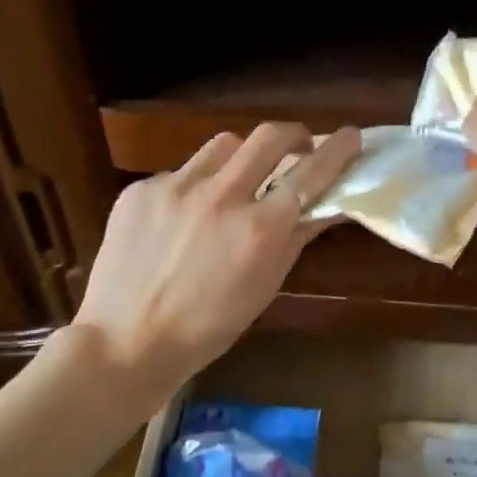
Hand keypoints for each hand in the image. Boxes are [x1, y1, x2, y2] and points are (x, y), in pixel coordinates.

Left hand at [72, 122, 363, 395]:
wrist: (126, 342)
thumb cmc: (208, 327)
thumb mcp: (264, 286)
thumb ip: (296, 237)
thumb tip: (327, 205)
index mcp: (259, 229)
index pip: (311, 172)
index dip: (337, 148)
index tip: (351, 135)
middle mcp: (221, 196)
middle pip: (269, 136)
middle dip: (293, 134)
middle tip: (297, 147)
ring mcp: (176, 187)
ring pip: (223, 146)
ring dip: (240, 158)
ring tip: (234, 184)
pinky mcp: (141, 189)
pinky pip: (180, 173)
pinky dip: (193, 188)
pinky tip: (181, 220)